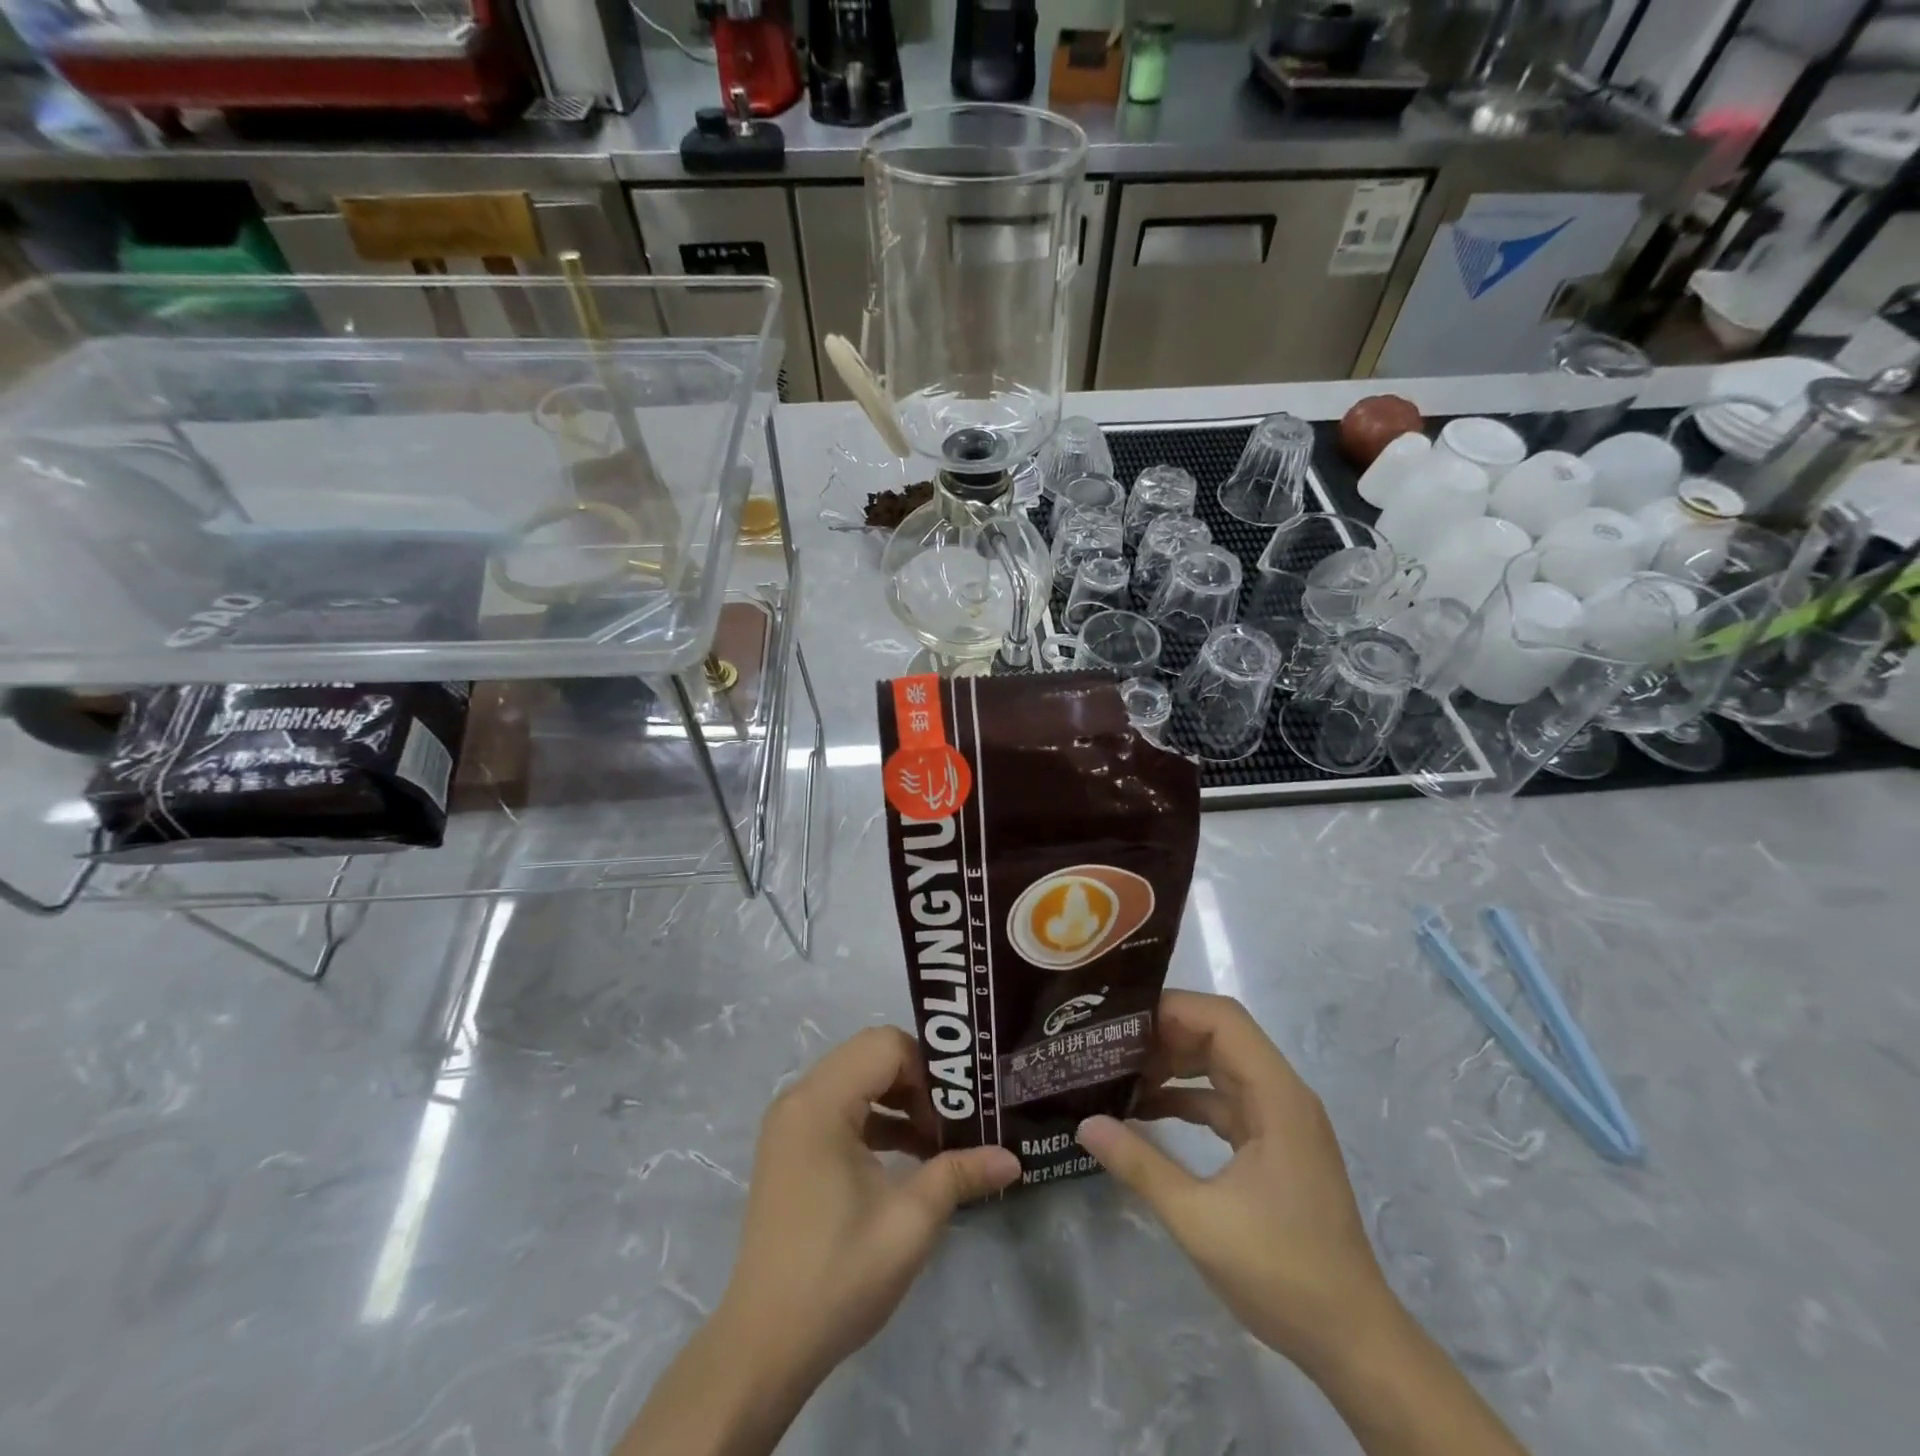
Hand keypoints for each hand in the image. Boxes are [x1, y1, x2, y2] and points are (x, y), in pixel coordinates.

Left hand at [715, 1026, 1021, 1388]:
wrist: (764, 1345)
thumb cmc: (838, 1275)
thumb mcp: (910, 1222)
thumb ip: (960, 1174)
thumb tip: (1013, 1159)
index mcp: (820, 1103)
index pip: (886, 1046)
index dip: (929, 1070)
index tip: (959, 1112)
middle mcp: (799, 1098)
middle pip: (870, 1055)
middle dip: (918, 1081)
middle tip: (953, 1121)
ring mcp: (790, 1122)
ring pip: (857, 1079)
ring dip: (899, 1100)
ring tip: (937, 1141)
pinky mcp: (791, 1146)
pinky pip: (841, 1107)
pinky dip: (876, 1119)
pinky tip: (908, 1156)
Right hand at [1075, 991, 1397, 1375]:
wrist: (1354, 1342)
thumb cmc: (1283, 1273)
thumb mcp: (1199, 1220)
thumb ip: (1140, 1165)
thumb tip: (1085, 1124)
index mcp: (1277, 1096)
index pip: (1223, 1020)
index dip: (1173, 1008)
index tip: (1121, 1020)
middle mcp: (1283, 1095)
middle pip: (1220, 1036)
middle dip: (1165, 1034)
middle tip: (1111, 1045)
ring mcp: (1281, 1119)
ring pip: (1221, 1066)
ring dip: (1175, 1065)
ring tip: (1121, 1073)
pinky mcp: (1274, 1144)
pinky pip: (1225, 1100)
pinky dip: (1188, 1098)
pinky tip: (1148, 1111)